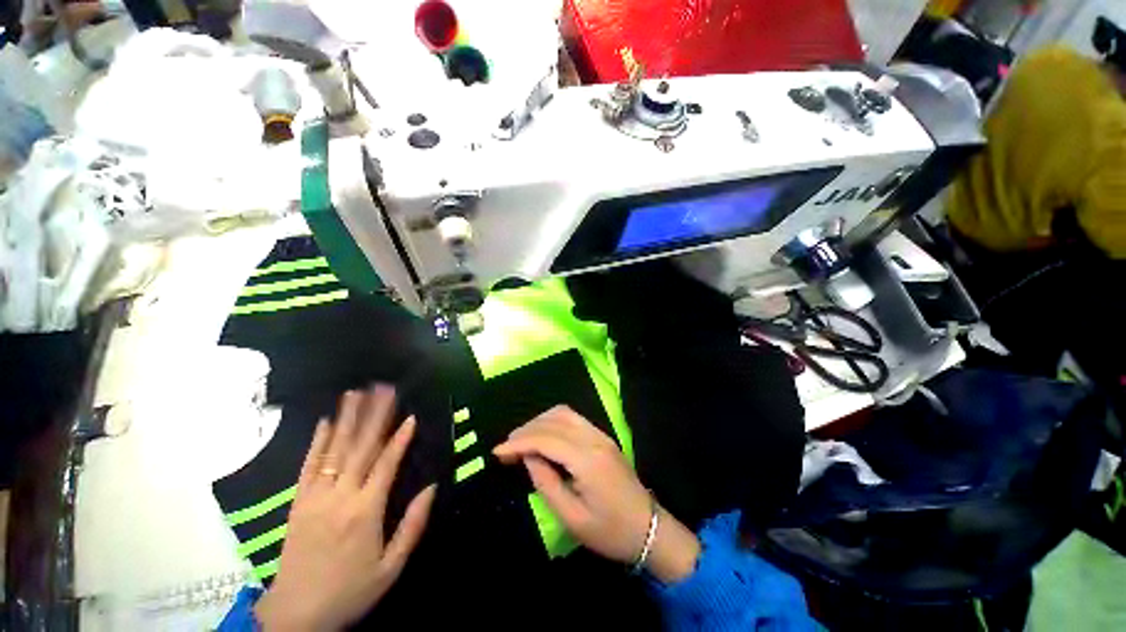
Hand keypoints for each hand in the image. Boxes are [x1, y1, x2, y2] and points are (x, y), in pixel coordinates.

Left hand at [255, 386, 436, 630]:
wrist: (296, 615)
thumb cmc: (350, 591)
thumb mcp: (391, 566)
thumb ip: (413, 525)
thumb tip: (432, 487)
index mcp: (366, 510)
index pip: (386, 464)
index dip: (399, 438)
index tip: (410, 416)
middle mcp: (340, 496)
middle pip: (360, 447)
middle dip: (374, 415)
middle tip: (383, 389)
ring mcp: (315, 497)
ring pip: (334, 449)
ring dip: (347, 419)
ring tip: (355, 393)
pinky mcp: (297, 502)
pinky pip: (309, 466)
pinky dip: (317, 442)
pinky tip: (325, 422)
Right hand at [493, 406, 699, 582]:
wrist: (649, 529)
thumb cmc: (610, 531)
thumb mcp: (572, 518)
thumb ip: (546, 483)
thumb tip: (528, 457)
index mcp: (587, 460)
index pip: (546, 439)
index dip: (519, 442)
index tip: (497, 451)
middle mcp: (594, 438)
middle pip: (554, 420)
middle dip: (526, 430)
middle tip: (506, 448)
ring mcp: (601, 434)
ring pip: (564, 413)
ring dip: (539, 421)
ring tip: (521, 440)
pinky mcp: (603, 436)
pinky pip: (574, 418)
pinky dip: (553, 421)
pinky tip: (543, 435)